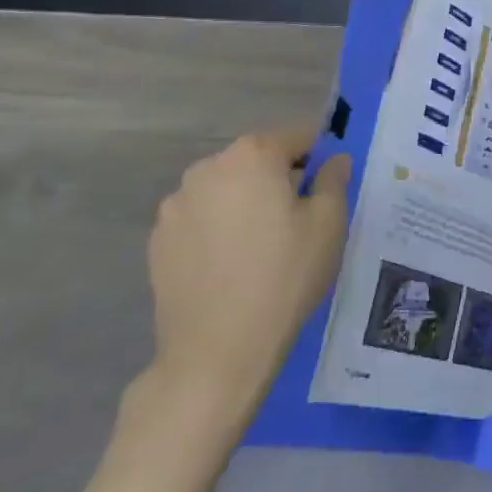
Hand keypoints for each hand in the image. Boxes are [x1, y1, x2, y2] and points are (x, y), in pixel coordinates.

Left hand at [144, 126, 350, 422]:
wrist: (216, 353)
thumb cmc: (284, 277)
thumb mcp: (329, 224)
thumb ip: (333, 180)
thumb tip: (334, 160)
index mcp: (252, 155)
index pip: (296, 138)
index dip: (318, 159)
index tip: (328, 189)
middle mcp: (207, 168)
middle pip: (256, 161)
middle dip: (279, 180)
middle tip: (299, 222)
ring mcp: (176, 205)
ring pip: (226, 190)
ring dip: (246, 204)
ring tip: (262, 248)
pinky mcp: (158, 241)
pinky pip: (201, 220)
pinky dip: (218, 230)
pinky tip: (232, 266)